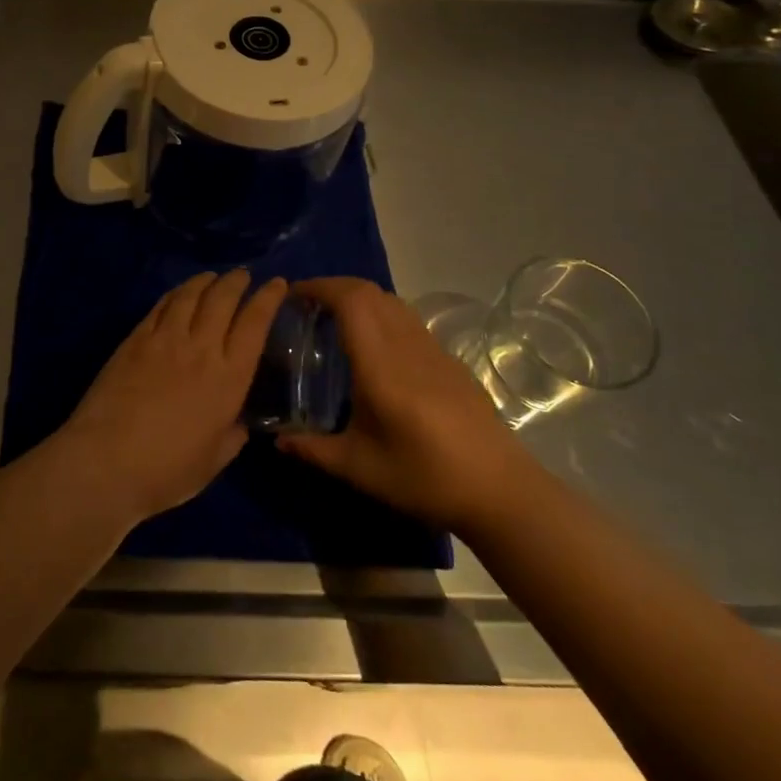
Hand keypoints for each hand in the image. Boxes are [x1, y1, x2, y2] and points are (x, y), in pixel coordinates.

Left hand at [60, 270, 285, 521]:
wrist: (106, 461)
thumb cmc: (166, 471)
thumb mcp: (213, 461)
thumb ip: (232, 436)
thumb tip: (238, 423)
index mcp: (229, 378)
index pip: (255, 324)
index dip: (268, 299)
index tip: (277, 283)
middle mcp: (200, 349)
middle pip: (223, 300)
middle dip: (236, 282)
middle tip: (243, 275)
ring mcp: (164, 340)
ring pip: (190, 296)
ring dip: (205, 281)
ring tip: (212, 277)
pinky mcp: (134, 340)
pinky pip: (160, 306)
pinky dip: (174, 294)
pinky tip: (178, 294)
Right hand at [276, 277, 530, 534]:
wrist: (502, 492)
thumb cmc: (425, 478)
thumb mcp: (360, 468)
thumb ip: (313, 449)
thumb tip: (277, 440)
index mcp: (381, 364)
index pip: (351, 301)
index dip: (320, 287)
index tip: (293, 294)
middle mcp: (407, 346)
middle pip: (370, 292)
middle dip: (335, 287)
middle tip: (307, 306)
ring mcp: (433, 350)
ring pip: (392, 302)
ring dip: (360, 298)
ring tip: (336, 321)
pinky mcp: (450, 362)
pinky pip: (408, 321)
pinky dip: (381, 316)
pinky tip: (374, 350)